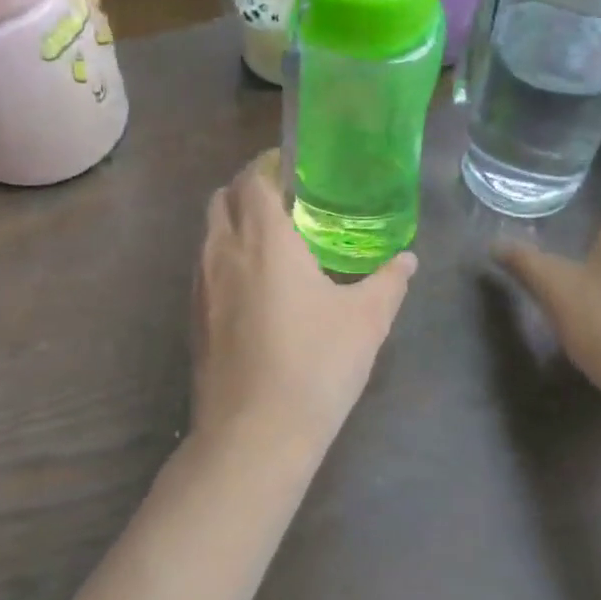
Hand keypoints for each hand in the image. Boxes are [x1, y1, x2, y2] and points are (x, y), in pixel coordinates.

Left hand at [192, 152, 416, 470]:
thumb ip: (389, 281)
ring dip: (233, 223)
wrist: (253, 434)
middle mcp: (222, 250)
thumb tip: (407, 259)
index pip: (253, 178)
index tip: (293, 168)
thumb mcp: (366, 321)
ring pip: (209, 232)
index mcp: (262, 238)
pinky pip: (204, 266)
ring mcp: (199, 284)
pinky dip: (224, 256)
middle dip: (248, 189)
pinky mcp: (192, 316)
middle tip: (286, 203)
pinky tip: (254, 287)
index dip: (269, 165)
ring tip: (272, 243)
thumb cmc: (315, 365)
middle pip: (222, 198)